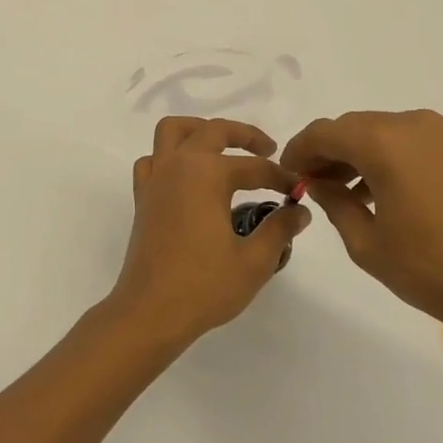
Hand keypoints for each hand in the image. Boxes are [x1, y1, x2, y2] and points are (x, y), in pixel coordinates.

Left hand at [109, 116, 308, 350]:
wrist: (150, 312)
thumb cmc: (204, 286)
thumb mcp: (254, 261)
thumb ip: (279, 229)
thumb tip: (300, 211)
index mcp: (207, 174)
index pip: (254, 167)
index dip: (280, 177)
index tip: (298, 190)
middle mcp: (179, 166)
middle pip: (213, 131)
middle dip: (244, 135)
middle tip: (268, 150)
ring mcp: (156, 179)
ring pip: (173, 132)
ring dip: (200, 130)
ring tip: (223, 148)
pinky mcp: (143, 197)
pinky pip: (153, 160)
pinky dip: (169, 157)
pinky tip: (187, 176)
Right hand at [280, 109, 442, 365]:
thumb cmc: (432, 270)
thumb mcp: (368, 244)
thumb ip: (335, 203)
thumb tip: (318, 183)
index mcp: (384, 142)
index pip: (325, 132)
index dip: (299, 150)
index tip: (286, 173)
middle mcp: (412, 125)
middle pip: (354, 127)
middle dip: (327, 151)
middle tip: (310, 183)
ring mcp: (442, 136)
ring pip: (382, 133)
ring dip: (357, 155)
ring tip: (341, 192)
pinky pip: (409, 143)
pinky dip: (387, 158)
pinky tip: (379, 193)